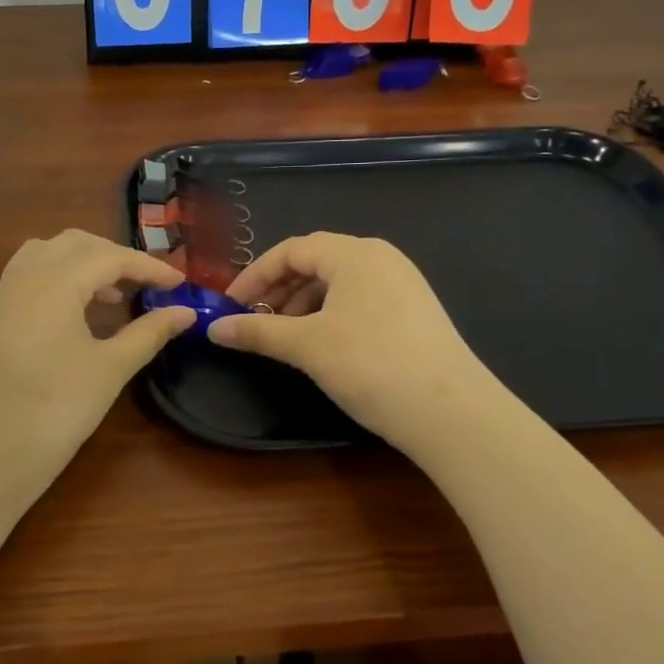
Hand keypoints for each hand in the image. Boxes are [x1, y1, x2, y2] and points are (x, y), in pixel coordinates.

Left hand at [0, 230, 193, 491]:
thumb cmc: (55, 408)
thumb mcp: (110, 368)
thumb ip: (149, 333)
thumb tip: (186, 312)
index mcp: (56, 280)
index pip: (111, 256)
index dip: (150, 268)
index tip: (181, 284)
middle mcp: (26, 274)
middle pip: (77, 244)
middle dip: (116, 256)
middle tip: (149, 284)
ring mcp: (5, 293)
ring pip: (50, 252)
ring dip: (85, 262)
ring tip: (115, 294)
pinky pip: (31, 273)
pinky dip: (61, 276)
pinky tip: (79, 310)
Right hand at [208, 233, 510, 452]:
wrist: (451, 412)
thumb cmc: (370, 364)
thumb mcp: (306, 346)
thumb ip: (257, 332)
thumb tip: (212, 328)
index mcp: (354, 253)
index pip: (291, 250)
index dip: (254, 275)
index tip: (229, 305)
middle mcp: (380, 258)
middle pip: (315, 263)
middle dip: (278, 290)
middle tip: (254, 322)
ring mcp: (403, 284)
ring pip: (338, 284)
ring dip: (303, 305)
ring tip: (285, 337)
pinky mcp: (415, 312)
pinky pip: (360, 301)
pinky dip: (330, 315)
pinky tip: (322, 345)